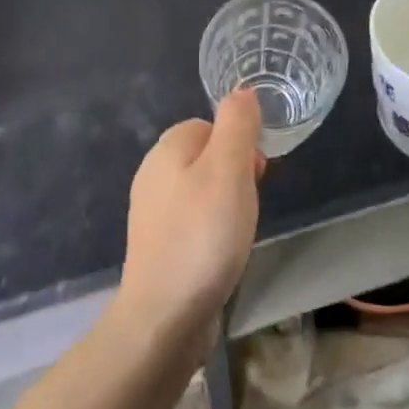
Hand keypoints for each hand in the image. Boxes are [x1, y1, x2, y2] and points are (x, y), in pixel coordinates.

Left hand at [116, 89, 263, 352]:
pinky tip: (222, 253)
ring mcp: (152, 213)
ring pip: (201, 190)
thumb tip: (241, 91)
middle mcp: (153, 174)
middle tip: (249, 204)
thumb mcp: (229, 169)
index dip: (238, 143)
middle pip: (206, 156)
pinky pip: (193, 221)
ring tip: (238, 231)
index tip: (256, 173)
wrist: (164, 317)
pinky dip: (211, 230)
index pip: (209, 124)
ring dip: (225, 204)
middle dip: (234, 175)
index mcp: (167, 149)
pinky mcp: (157, 246)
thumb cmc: (203, 235)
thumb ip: (237, 125)